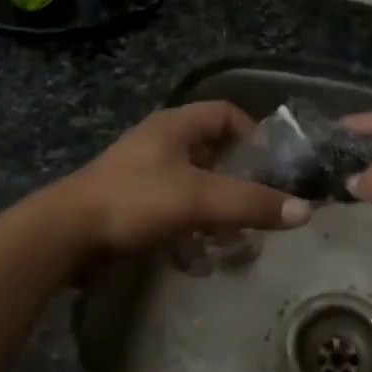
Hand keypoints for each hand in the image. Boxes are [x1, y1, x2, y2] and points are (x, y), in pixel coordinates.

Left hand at [53, 102, 311, 261]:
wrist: (66, 234)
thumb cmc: (135, 201)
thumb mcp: (199, 199)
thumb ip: (251, 203)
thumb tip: (305, 210)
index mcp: (175, 126)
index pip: (225, 113)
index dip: (253, 133)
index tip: (272, 166)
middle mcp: (160, 143)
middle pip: (212, 153)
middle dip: (237, 181)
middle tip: (259, 208)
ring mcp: (143, 174)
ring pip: (193, 186)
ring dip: (215, 212)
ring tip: (233, 241)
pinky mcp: (130, 204)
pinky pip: (172, 211)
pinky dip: (189, 230)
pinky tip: (197, 258)